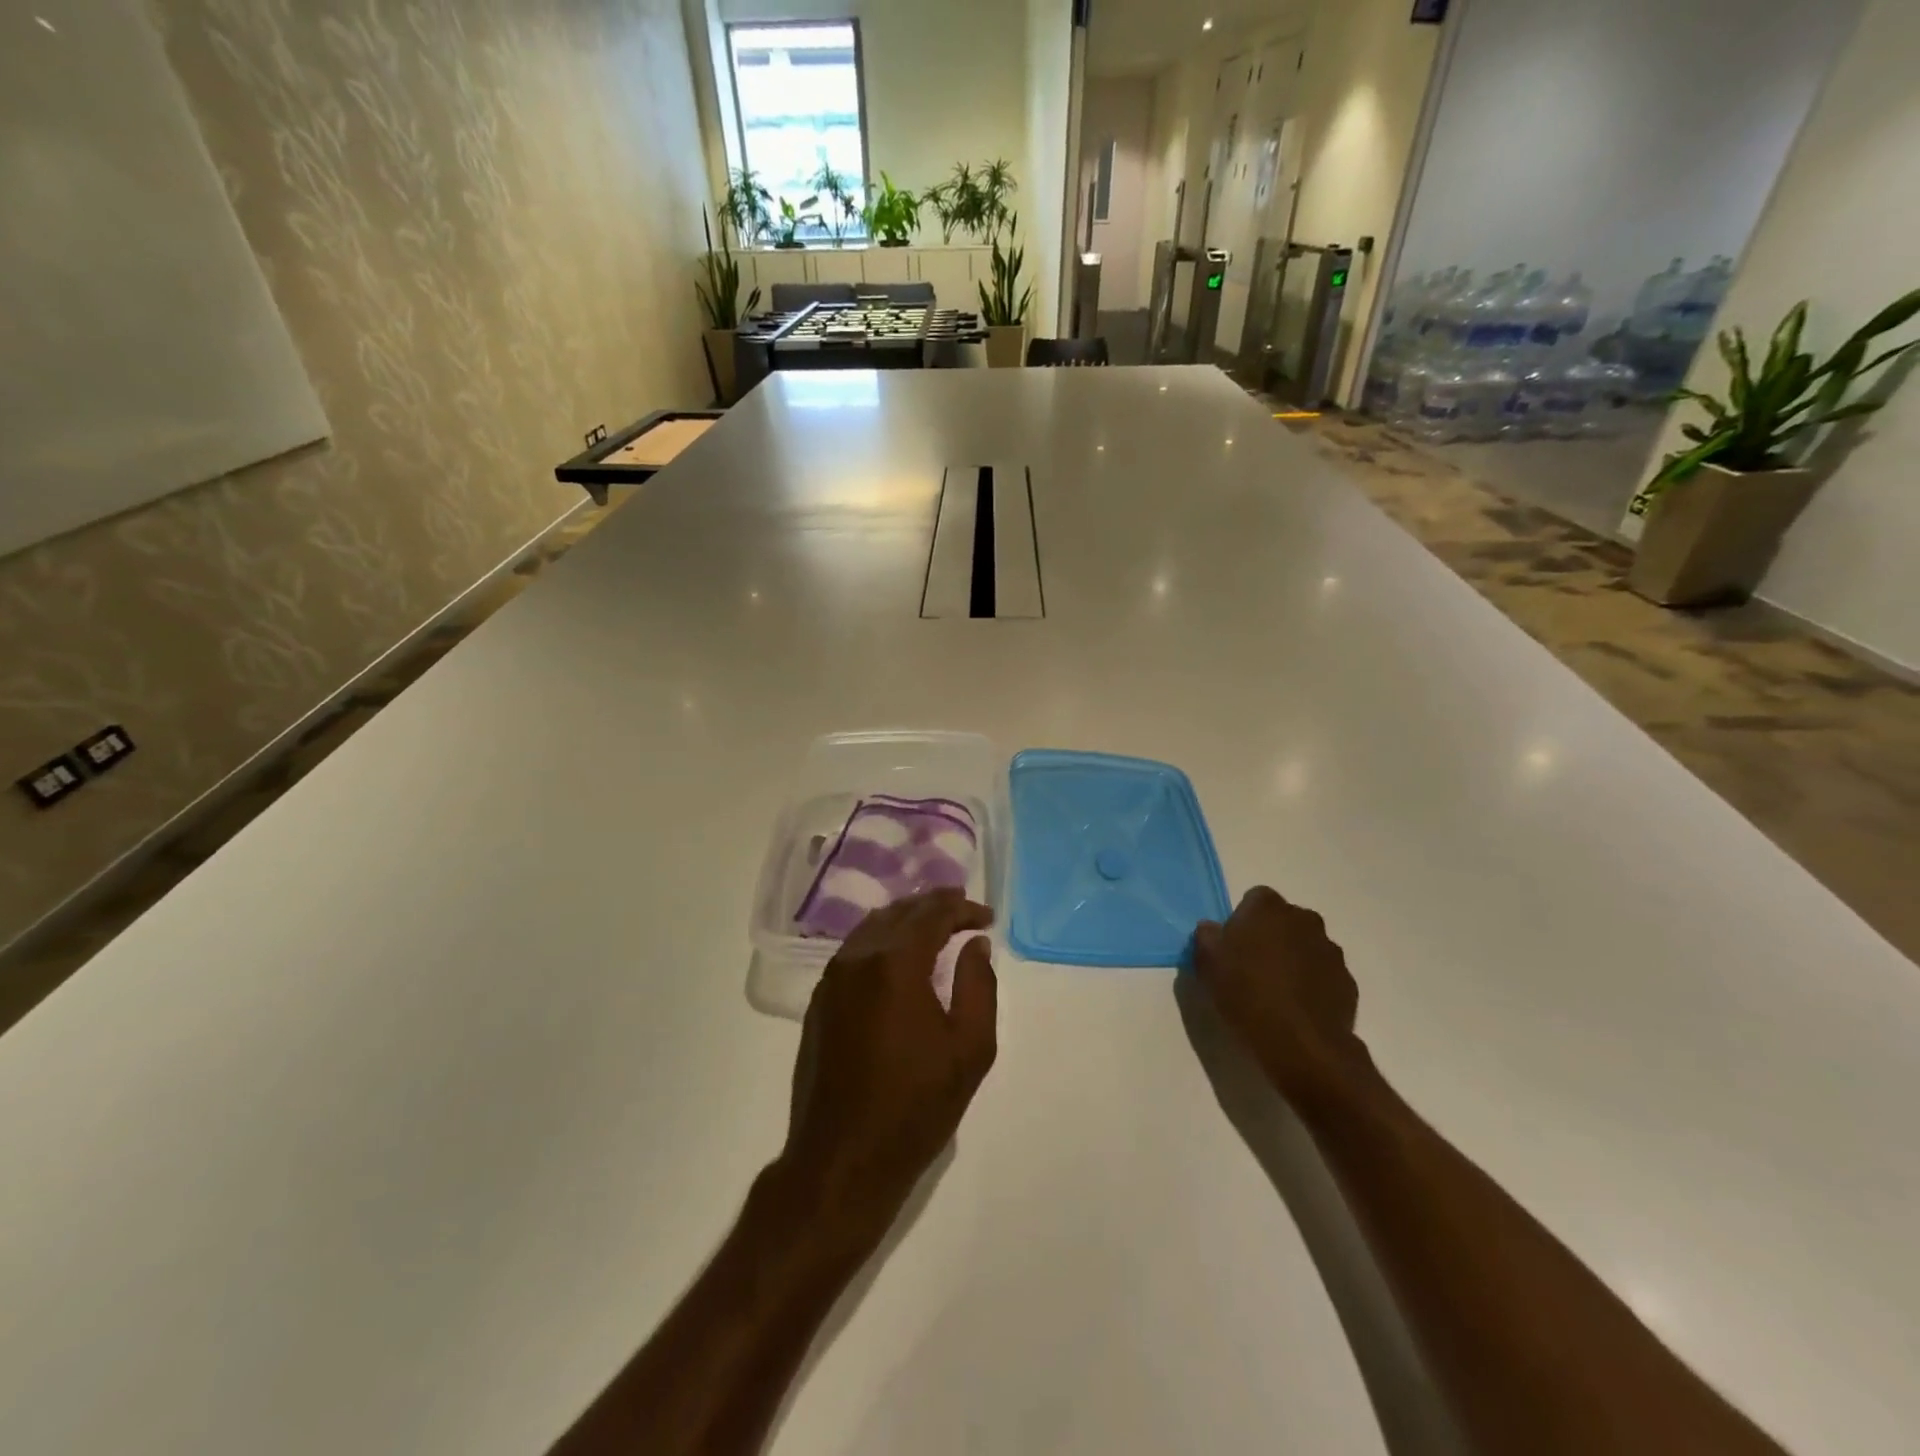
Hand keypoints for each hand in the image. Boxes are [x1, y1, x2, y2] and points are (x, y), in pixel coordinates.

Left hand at [780, 890, 997, 1254]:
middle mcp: (857, 958)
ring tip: (935, 925)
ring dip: (906, 919)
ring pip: (872, 927)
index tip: (986, 917)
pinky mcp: (820, 1001)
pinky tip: (898, 956)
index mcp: (895, 964)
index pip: (931, 914)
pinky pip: (854, 950)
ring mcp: (832, 979)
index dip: (961, 909)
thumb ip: (978, 985)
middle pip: (899, 912)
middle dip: (934, 905)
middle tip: (963, 909)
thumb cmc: (915, 1106)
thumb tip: (974, 944)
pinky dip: (882, 940)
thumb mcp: (969, 1048)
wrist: (843, 1159)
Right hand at [1193, 887, 1366, 1102]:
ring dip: (1293, 959)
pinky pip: (1323, 974)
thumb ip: (1207, 936)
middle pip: (1284, 920)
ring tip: (1276, 992)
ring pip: (1306, 946)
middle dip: (1271, 936)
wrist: (1301, 1044)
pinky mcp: (1347, 982)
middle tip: (1252, 967)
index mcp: (1268, 908)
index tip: (1233, 946)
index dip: (1242, 920)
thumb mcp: (1207, 962)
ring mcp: (1330, 950)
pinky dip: (1312, 984)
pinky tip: (1297, 1009)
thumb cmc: (1245, 994)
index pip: (1254, 899)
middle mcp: (1304, 920)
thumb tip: (1213, 929)